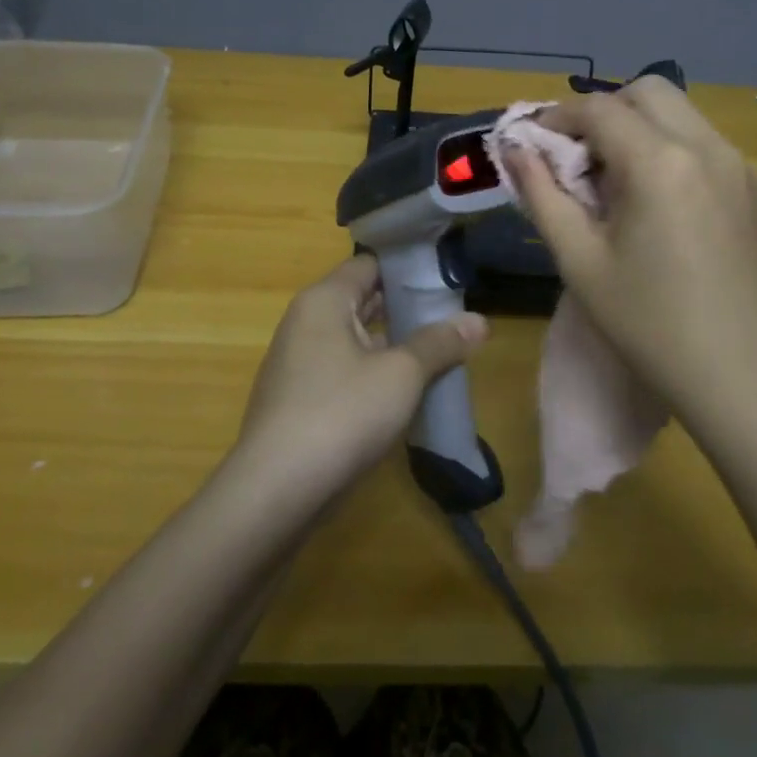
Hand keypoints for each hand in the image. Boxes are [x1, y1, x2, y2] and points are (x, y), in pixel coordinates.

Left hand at [231, 256, 488, 497]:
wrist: (276, 491)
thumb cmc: (341, 414)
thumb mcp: (401, 374)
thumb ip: (440, 343)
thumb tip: (479, 320)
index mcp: (323, 301)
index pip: (369, 264)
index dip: (408, 267)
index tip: (448, 276)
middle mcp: (306, 323)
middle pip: (363, 300)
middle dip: (407, 307)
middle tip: (456, 312)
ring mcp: (299, 364)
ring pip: (356, 340)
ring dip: (395, 344)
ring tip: (442, 349)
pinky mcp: (301, 401)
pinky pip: (346, 372)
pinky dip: (375, 373)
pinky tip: (408, 391)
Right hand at [506, 79, 756, 442]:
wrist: (751, 380)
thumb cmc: (653, 326)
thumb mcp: (581, 263)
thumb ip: (542, 197)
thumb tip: (516, 151)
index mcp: (659, 162)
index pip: (599, 108)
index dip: (556, 117)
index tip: (532, 143)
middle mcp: (706, 148)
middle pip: (647, 92)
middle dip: (603, 112)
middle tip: (576, 159)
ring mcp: (739, 169)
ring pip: (681, 115)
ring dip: (638, 129)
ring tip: (613, 185)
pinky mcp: (756, 194)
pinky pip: (704, 146)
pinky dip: (670, 150)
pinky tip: (657, 208)